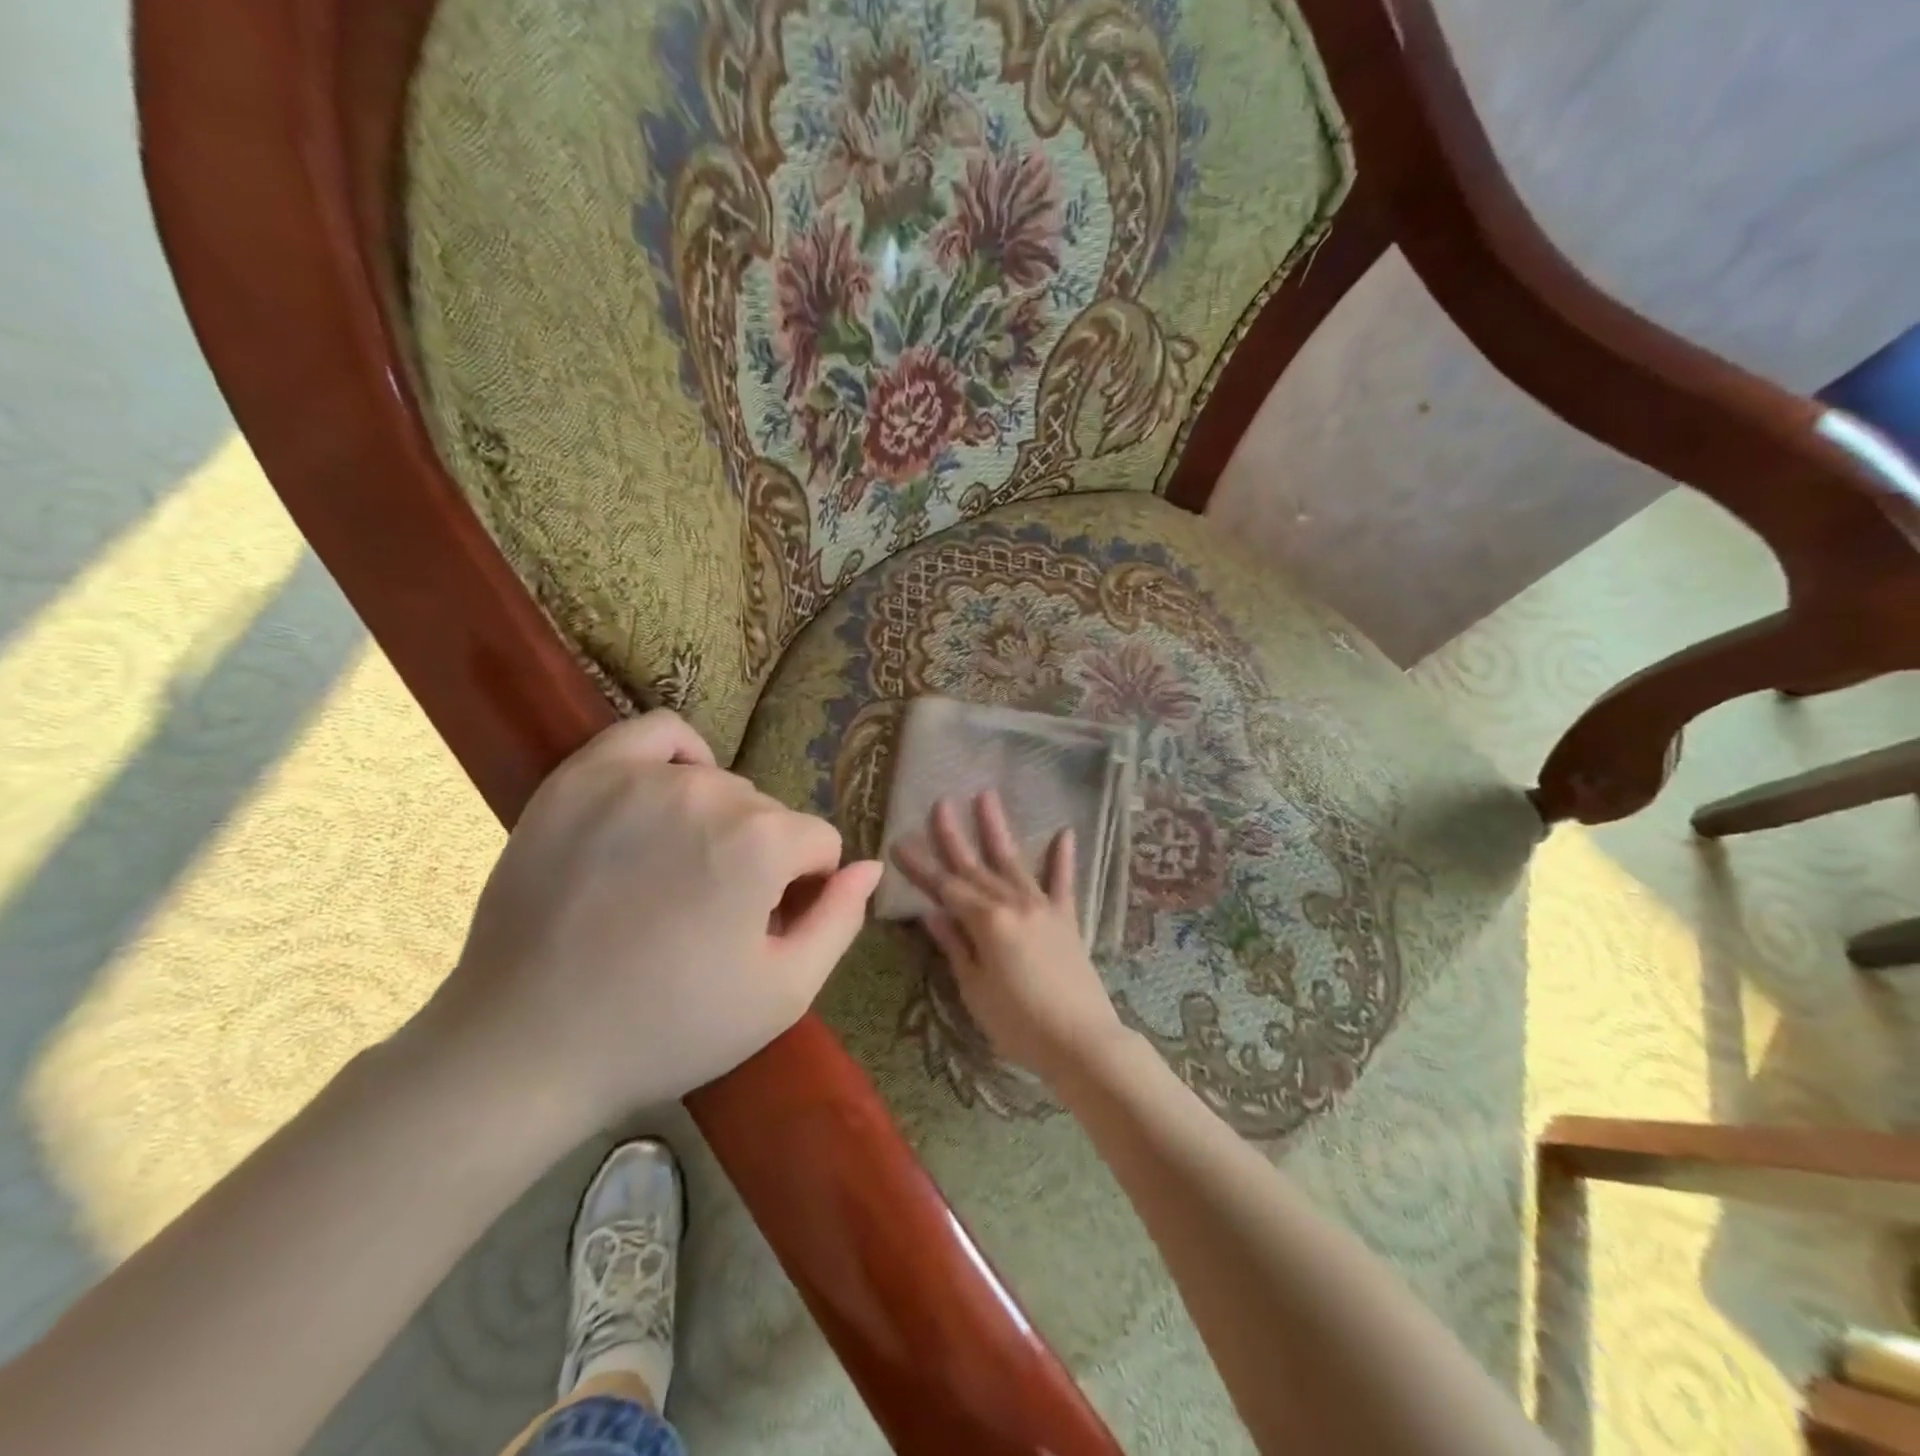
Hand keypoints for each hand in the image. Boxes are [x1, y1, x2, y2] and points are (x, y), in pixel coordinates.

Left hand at [414, 711, 881, 1132]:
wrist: (527, 1045)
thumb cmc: (666, 1029)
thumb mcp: (781, 996)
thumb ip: (840, 921)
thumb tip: (871, 866)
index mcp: (761, 843)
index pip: (819, 844)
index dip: (803, 892)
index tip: (763, 931)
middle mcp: (708, 793)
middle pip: (770, 816)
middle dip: (761, 861)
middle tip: (712, 917)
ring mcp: (638, 778)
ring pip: (722, 784)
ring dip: (721, 823)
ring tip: (680, 874)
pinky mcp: (583, 776)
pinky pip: (657, 734)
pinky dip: (680, 756)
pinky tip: (671, 794)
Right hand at [893, 792, 1126, 1084]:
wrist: (1082, 1041)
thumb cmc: (1019, 1023)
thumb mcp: (975, 989)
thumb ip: (955, 946)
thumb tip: (931, 912)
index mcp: (986, 922)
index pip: (944, 887)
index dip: (920, 866)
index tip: (899, 841)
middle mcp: (1013, 904)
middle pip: (975, 866)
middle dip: (953, 835)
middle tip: (940, 802)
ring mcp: (1043, 907)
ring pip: (1013, 861)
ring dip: (997, 829)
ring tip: (985, 795)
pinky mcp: (1067, 919)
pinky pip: (1063, 882)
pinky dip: (1063, 858)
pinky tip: (1065, 831)